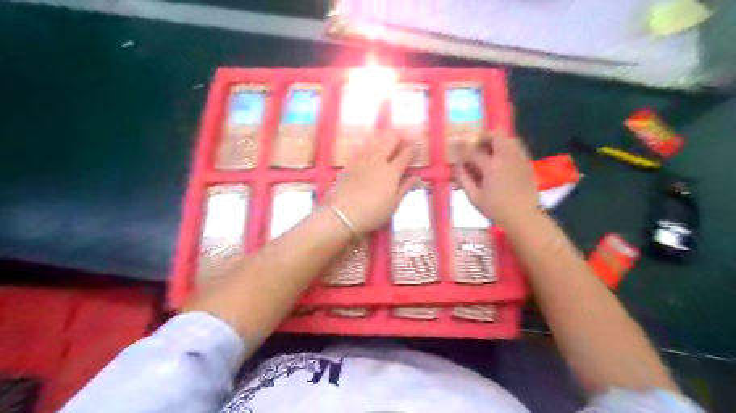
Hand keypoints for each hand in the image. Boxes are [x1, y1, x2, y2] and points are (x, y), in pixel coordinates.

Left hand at [328, 133, 419, 235]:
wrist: (344, 213)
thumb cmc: (374, 212)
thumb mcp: (394, 204)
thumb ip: (404, 188)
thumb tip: (415, 177)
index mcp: (392, 172)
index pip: (404, 156)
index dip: (410, 149)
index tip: (414, 144)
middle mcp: (378, 162)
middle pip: (388, 145)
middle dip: (396, 138)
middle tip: (401, 133)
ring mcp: (362, 162)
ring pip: (373, 145)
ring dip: (381, 138)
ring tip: (386, 133)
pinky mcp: (349, 166)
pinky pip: (358, 151)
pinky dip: (364, 145)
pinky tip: (366, 143)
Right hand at [458, 132, 538, 225]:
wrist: (523, 217)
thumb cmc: (496, 210)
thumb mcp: (474, 198)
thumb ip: (464, 179)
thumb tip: (457, 167)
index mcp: (492, 167)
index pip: (474, 151)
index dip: (463, 149)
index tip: (457, 149)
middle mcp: (507, 158)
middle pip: (497, 135)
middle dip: (484, 136)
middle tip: (476, 144)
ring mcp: (519, 159)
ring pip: (510, 139)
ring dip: (497, 140)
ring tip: (488, 150)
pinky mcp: (527, 164)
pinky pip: (517, 148)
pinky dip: (507, 148)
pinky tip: (501, 160)